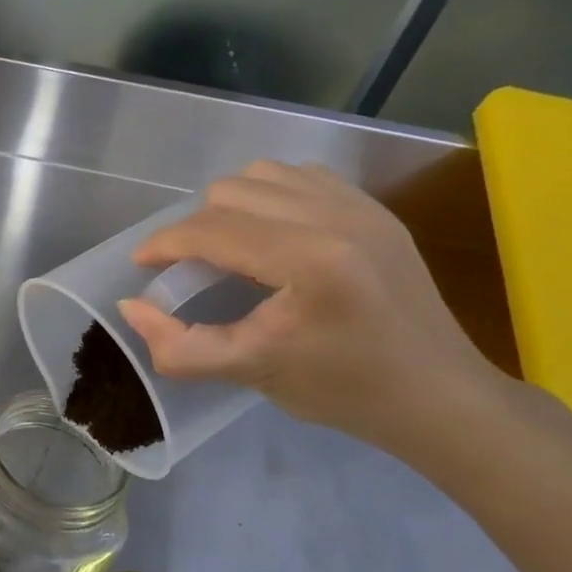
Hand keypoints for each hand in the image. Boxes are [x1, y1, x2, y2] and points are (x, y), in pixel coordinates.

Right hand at [116, 161, 504, 453]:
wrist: (440, 397)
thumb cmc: (344, 390)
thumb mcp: (252, 372)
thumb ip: (180, 346)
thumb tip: (131, 307)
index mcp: (308, 259)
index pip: (212, 230)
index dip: (164, 244)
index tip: (143, 265)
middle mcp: (335, 217)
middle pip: (231, 192)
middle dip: (196, 226)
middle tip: (191, 267)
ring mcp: (360, 207)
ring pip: (264, 174)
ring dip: (232, 205)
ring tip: (229, 245)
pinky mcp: (376, 210)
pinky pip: (302, 176)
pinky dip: (271, 196)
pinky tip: (271, 233)